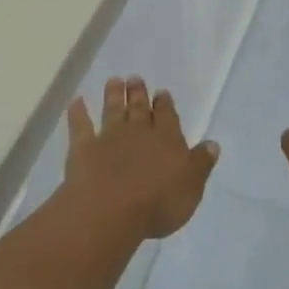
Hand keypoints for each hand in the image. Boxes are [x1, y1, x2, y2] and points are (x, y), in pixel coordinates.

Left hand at [66, 77, 218, 238]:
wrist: (110, 211)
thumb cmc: (158, 203)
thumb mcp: (191, 186)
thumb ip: (201, 163)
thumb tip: (212, 143)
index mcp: (167, 139)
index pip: (167, 116)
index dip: (165, 104)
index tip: (162, 92)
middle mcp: (138, 132)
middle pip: (138, 108)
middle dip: (138, 93)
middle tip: (135, 78)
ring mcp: (109, 138)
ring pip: (112, 110)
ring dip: (113, 95)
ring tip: (114, 80)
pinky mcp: (83, 149)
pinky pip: (80, 125)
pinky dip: (78, 112)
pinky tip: (76, 101)